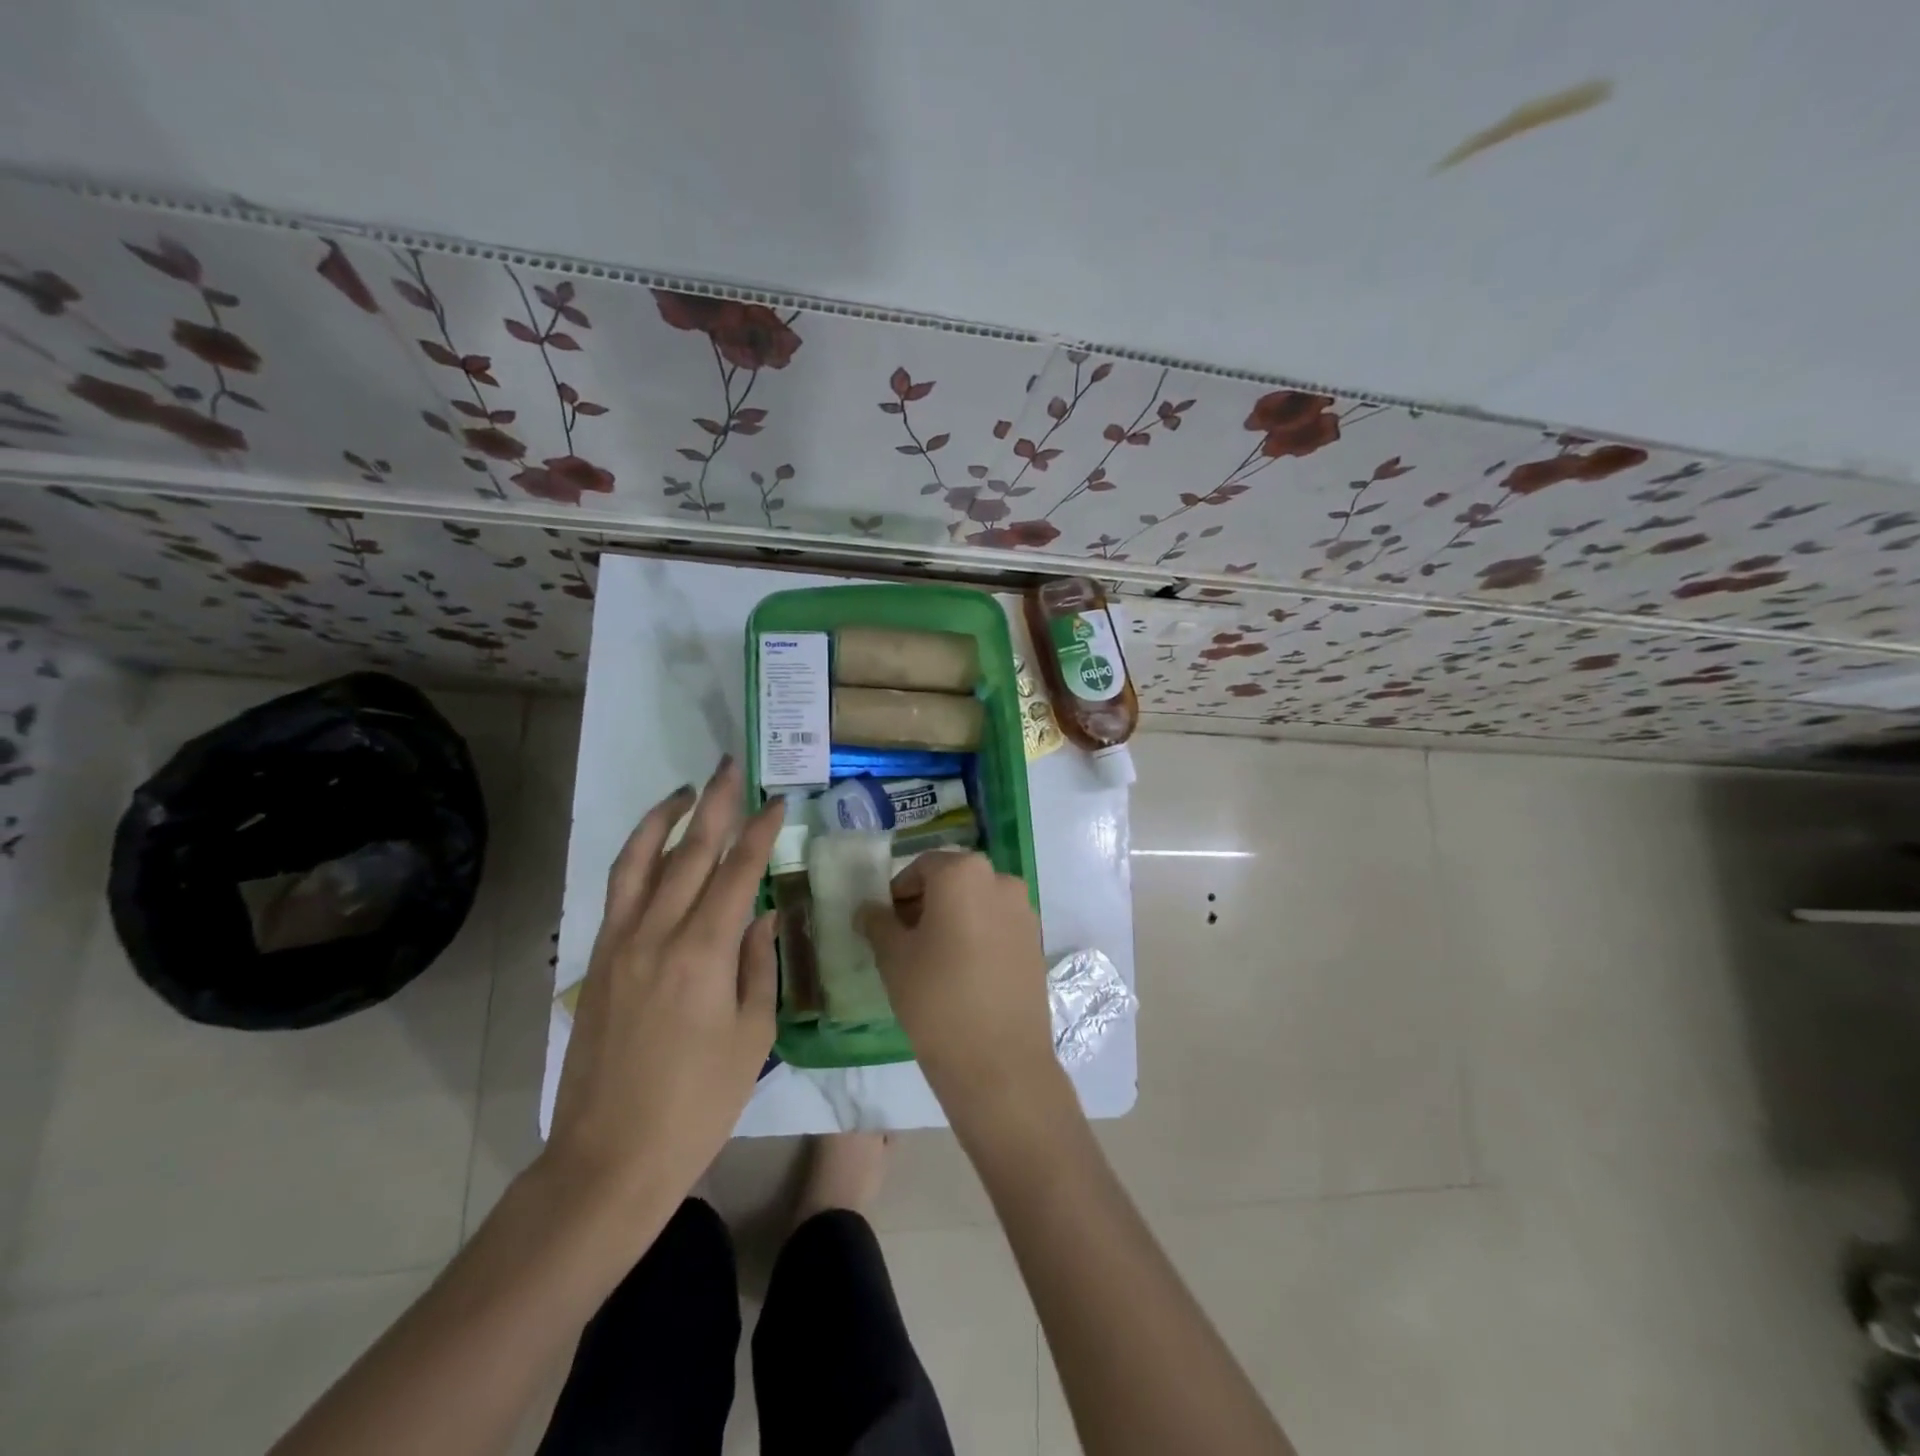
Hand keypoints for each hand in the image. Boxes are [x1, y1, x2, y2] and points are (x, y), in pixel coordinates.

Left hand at [545, 757, 783, 1218]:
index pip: (737, 872)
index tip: (777, 802)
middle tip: (731, 766)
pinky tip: (654, 848)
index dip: (759, 832)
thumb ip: (758, 964)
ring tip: (687, 791)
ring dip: (664, 818)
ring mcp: (619, 945)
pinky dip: (636, 857)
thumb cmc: (698, 1103)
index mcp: (703, 953)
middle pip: (689, 852)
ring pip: (640, 862)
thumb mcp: (752, 1035)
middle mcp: (657, 934)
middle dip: (715, 804)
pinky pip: (618, 892)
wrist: (611, 1158)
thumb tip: (764, 914)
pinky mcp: (597, 961)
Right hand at [855, 851, 1061, 1122]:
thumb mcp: (893, 958)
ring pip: (978, 903)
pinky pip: (998, 926)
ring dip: (953, 919)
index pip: (922, 867)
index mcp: (964, 873)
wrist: (1000, 1062)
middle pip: (953, 881)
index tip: (884, 923)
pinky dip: (978, 936)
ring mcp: (1024, 911)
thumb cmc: (937, 999)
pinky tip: (962, 973)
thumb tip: (869, 909)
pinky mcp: (1036, 942)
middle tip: (903, 940)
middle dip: (926, 903)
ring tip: (932, 960)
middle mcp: (1001, 880)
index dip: (898, 892)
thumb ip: (878, 923)